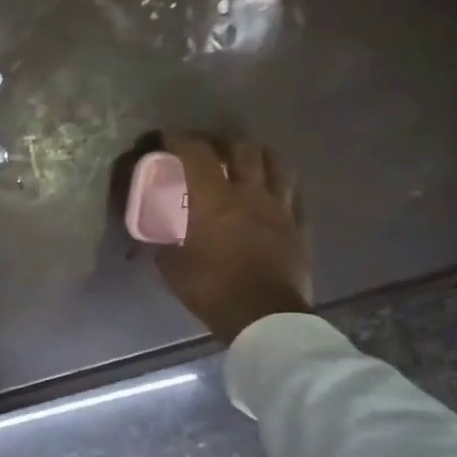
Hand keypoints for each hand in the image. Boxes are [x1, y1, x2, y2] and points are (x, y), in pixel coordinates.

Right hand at [153, 137, 311, 343]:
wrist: (264, 317)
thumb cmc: (211, 289)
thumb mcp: (172, 267)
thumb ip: (165, 242)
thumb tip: (157, 237)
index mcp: (213, 200)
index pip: (196, 155)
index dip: (179, 141)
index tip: (166, 140)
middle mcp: (249, 194)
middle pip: (242, 149)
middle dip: (222, 143)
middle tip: (208, 150)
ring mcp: (279, 208)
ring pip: (275, 163)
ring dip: (257, 155)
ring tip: (244, 160)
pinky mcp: (298, 225)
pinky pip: (293, 192)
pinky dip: (279, 182)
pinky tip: (271, 188)